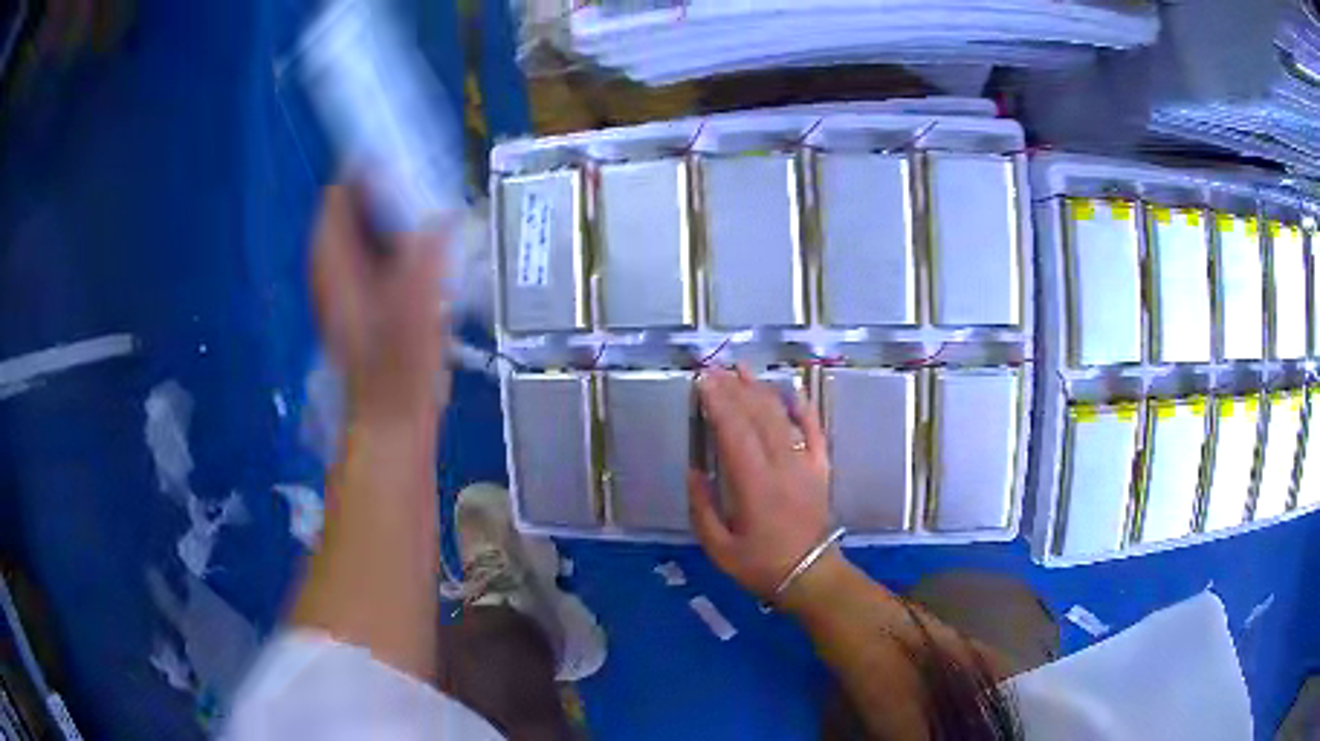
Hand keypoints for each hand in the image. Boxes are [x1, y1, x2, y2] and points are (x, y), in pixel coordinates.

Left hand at [311, 185, 450, 428]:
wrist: (391, 417)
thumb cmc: (398, 368)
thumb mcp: (416, 307)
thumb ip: (427, 255)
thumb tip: (442, 213)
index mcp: (332, 261)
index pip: (340, 191)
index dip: (370, 168)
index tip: (409, 157)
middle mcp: (331, 264)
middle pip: (353, 206)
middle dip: (388, 188)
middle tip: (431, 182)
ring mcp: (343, 281)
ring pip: (365, 227)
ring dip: (395, 213)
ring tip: (434, 208)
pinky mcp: (360, 296)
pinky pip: (375, 249)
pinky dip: (397, 239)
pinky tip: (426, 246)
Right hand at [688, 366, 832, 600]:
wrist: (811, 576)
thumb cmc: (761, 565)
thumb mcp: (719, 549)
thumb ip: (702, 509)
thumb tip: (694, 471)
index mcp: (754, 486)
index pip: (735, 434)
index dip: (718, 405)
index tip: (703, 383)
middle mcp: (782, 467)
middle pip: (757, 418)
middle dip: (734, 390)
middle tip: (714, 370)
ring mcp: (805, 464)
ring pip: (782, 418)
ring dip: (761, 391)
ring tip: (742, 370)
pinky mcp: (820, 468)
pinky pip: (815, 430)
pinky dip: (803, 408)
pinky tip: (790, 390)